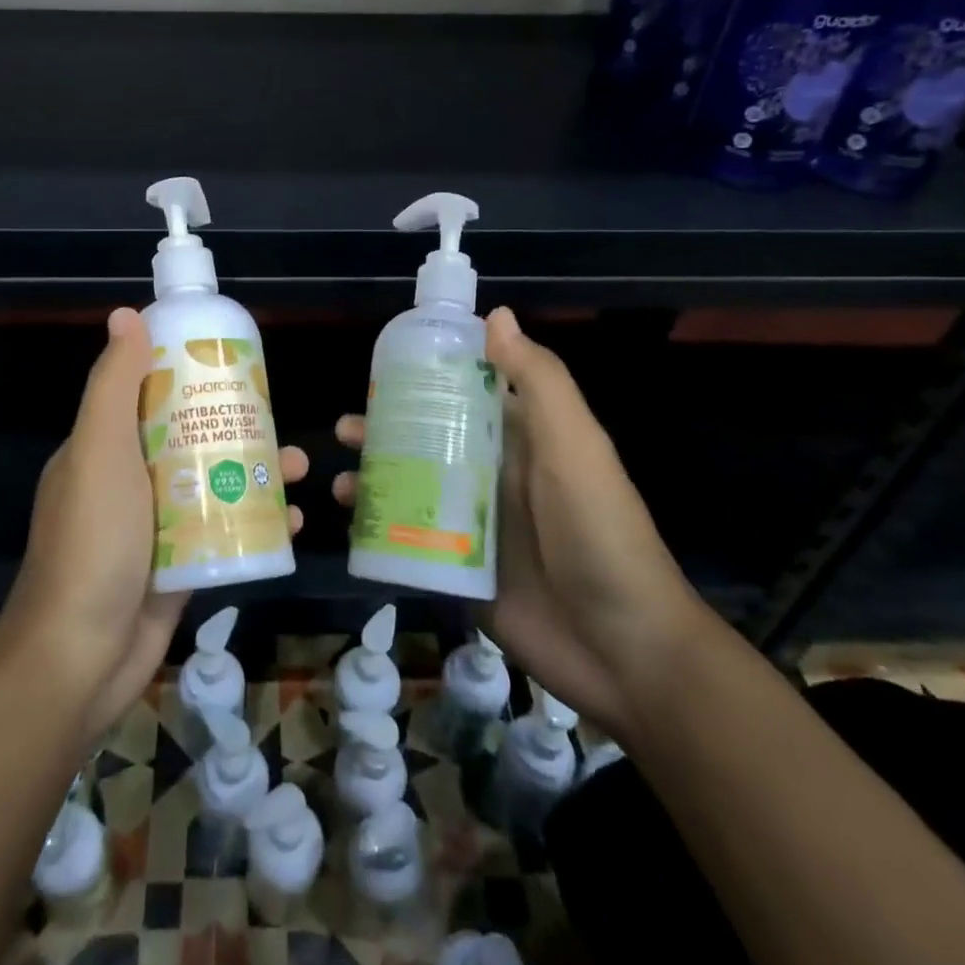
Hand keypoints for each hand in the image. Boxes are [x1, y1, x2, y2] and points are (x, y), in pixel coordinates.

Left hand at [0, 308, 305, 745]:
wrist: (80, 657)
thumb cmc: (92, 542)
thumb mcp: (99, 451)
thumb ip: (113, 386)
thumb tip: (126, 314)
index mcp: (103, 446)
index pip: (147, 392)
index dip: (186, 370)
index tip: (231, 358)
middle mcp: (128, 478)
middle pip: (187, 435)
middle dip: (234, 423)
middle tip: (280, 417)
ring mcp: (155, 523)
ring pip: (210, 481)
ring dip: (253, 470)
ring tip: (296, 468)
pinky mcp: (179, 563)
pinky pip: (221, 528)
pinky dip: (255, 520)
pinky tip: (294, 520)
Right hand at [333, 307, 705, 739]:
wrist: (624, 650)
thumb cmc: (598, 532)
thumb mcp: (574, 447)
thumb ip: (538, 381)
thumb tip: (494, 314)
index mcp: (520, 438)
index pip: (467, 392)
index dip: (426, 375)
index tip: (381, 365)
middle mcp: (492, 474)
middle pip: (429, 439)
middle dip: (386, 430)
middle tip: (346, 429)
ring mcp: (473, 524)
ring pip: (413, 487)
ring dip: (376, 479)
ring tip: (341, 482)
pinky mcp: (458, 569)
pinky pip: (410, 540)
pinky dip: (379, 530)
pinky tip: (351, 526)